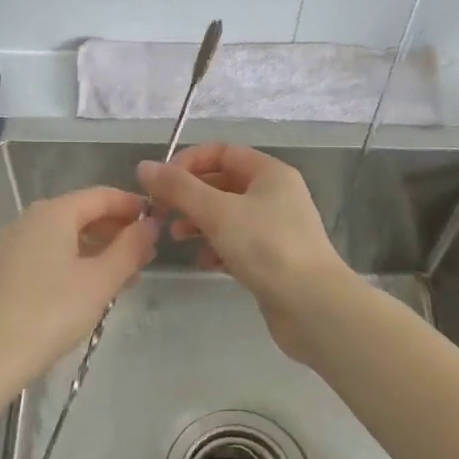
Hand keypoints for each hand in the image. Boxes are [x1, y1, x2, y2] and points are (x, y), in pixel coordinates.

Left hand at [0, 186, 158, 395]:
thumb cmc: (53, 312)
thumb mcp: (101, 280)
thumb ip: (130, 247)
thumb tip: (150, 224)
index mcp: (54, 212)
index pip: (103, 196)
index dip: (133, 206)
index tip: (160, 224)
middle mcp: (32, 218)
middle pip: (84, 213)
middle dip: (118, 231)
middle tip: (148, 256)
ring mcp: (16, 243)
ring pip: (68, 235)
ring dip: (101, 250)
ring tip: (128, 276)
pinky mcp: (8, 268)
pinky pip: (52, 252)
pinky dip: (78, 261)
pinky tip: (94, 287)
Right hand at [137, 144, 352, 361]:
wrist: (313, 306)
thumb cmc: (266, 248)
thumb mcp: (217, 212)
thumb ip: (179, 188)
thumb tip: (144, 166)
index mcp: (269, 173)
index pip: (222, 152)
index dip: (188, 162)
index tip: (161, 183)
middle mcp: (275, 195)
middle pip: (222, 183)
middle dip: (189, 196)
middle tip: (161, 213)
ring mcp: (276, 228)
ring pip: (227, 215)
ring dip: (199, 222)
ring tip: (177, 238)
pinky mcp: (273, 259)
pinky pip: (237, 243)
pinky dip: (216, 248)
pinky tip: (203, 262)